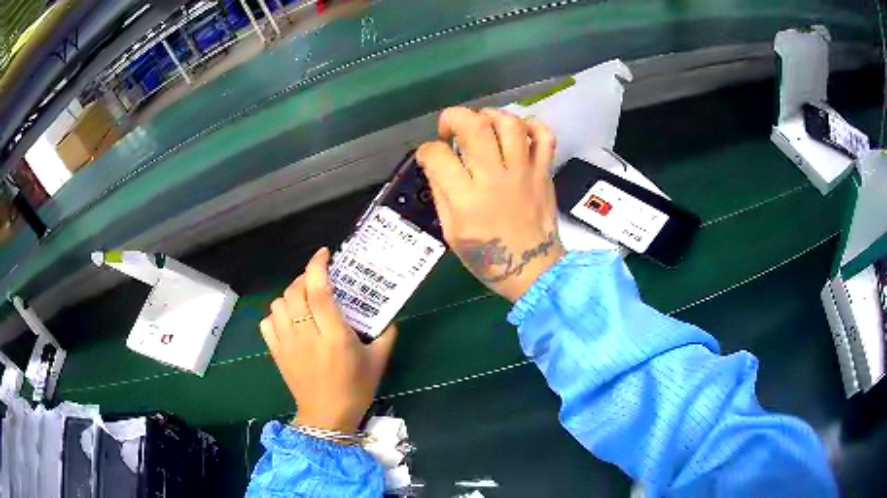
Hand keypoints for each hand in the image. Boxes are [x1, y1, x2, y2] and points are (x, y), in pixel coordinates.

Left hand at [260, 248, 397, 433]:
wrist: (326, 418)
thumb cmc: (355, 390)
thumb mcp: (377, 363)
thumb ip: (385, 336)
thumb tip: (389, 319)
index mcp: (333, 335)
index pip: (318, 291)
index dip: (318, 267)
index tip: (324, 254)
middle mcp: (306, 335)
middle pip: (295, 292)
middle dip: (305, 278)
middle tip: (318, 280)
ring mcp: (287, 344)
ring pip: (278, 304)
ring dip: (290, 295)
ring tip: (302, 299)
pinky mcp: (277, 353)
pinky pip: (267, 323)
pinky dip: (275, 315)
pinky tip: (288, 320)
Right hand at [416, 107, 565, 301]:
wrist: (533, 270)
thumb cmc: (488, 258)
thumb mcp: (451, 232)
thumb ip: (441, 195)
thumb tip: (436, 165)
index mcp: (466, 198)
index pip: (437, 155)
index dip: (427, 150)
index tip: (430, 157)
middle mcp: (495, 178)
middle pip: (474, 125)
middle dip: (454, 117)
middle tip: (451, 128)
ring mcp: (524, 172)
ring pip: (509, 124)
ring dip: (491, 115)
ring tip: (483, 125)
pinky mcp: (544, 172)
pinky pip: (544, 136)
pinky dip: (531, 126)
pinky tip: (517, 133)